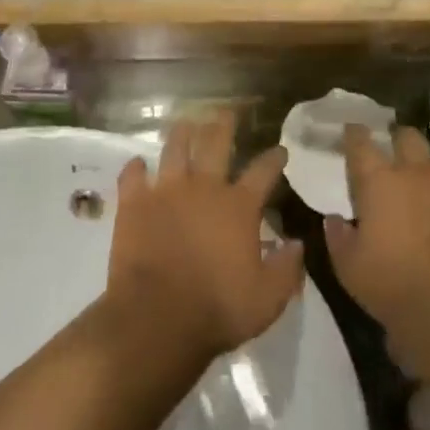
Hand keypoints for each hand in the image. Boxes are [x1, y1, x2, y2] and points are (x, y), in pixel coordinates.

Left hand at [106, 115, 304, 362]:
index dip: (274, 159)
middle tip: (225, 112)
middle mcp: (203, 189)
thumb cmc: (217, 309)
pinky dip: (135, 168)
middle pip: (215, 145)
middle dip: (223, 125)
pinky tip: (137, 163)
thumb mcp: (267, 299)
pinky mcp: (133, 204)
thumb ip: (286, 269)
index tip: (281, 150)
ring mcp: (165, 192)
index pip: (263, 173)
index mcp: (238, 207)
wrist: (157, 317)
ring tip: (184, 123)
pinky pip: (132, 177)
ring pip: (174, 150)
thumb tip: (297, 243)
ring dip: (181, 134)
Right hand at [323, 125, 429, 384]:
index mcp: (378, 181)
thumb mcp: (349, 267)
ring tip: (425, 181)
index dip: (354, 134)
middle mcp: (416, 174)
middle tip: (392, 149)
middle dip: (398, 138)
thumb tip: (335, 220)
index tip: (352, 130)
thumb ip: (339, 237)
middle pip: (408, 137)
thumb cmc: (393, 283)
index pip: (361, 144)